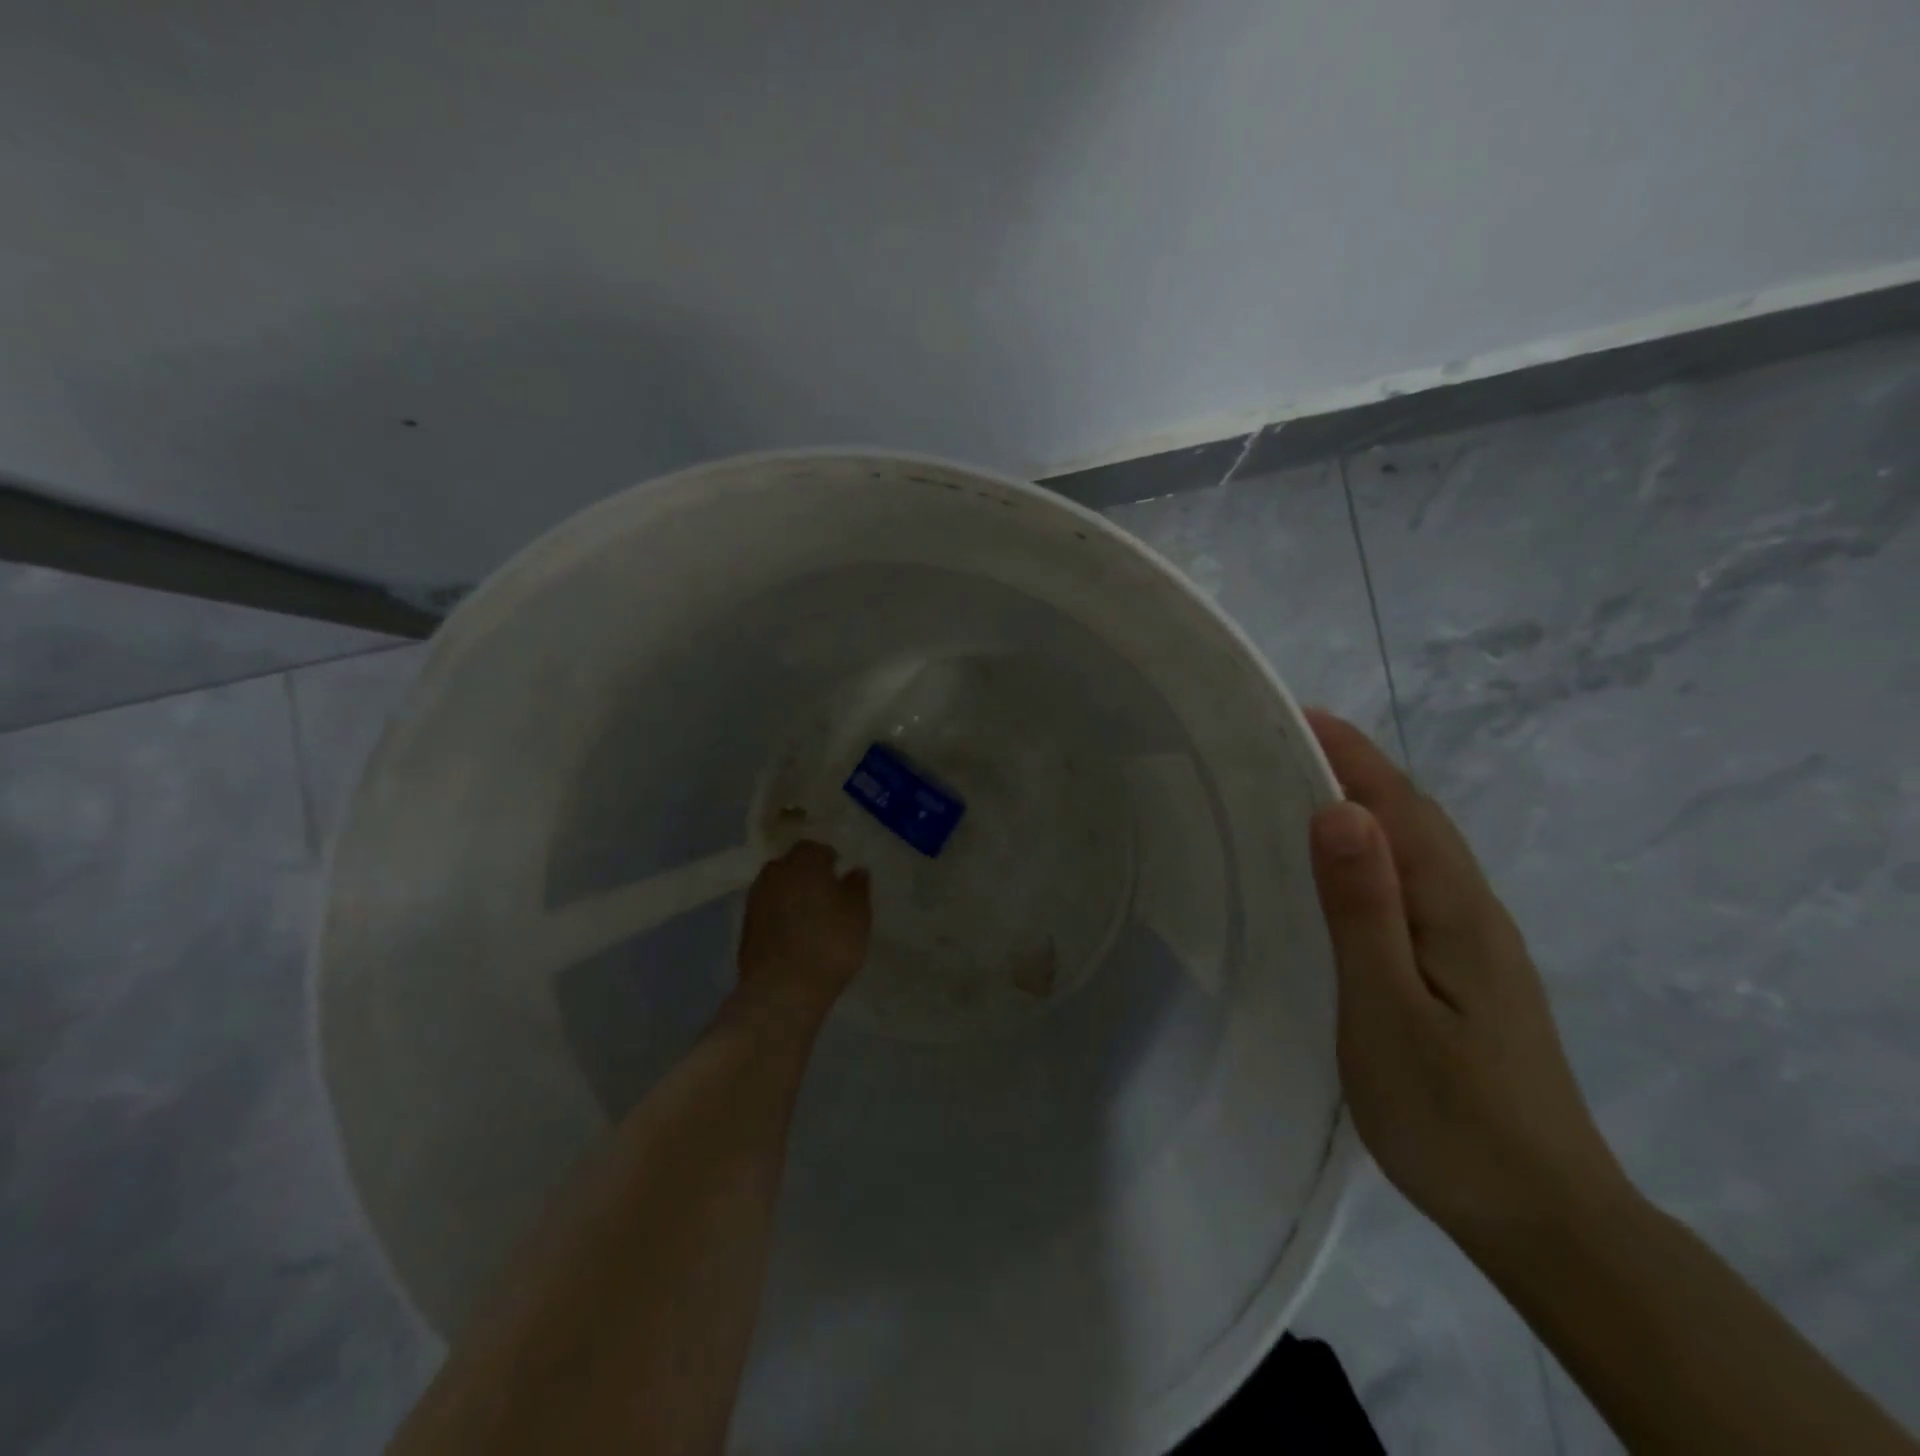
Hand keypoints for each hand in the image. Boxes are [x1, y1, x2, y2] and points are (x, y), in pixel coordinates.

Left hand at [736, 841, 871, 1021]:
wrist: (783, 989)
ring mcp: (755, 901)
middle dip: (805, 874)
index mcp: (803, 862)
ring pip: (776, 888)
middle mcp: (774, 874)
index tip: (839, 872)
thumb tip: (855, 870)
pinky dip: (779, 917)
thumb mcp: (858, 914)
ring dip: (790, 895)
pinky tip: (793, 935)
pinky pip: (767, 912)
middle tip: (824, 892)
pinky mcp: (745, 928)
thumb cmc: (830, 943)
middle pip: (790, 865)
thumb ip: (857, 888)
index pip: (814, 848)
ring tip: (809, 916)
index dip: (827, 858)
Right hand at [1304, 710, 1626, 1246]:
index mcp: (1454, 908)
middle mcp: (1473, 911)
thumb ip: (1364, 908)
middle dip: (1358, 767)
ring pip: (1420, 850)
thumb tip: (1340, 810)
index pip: (1399, 805)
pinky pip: (1417, 884)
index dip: (1352, 754)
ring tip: (1305, 790)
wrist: (1542, 1214)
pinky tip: (1347, 874)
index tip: (1297, 714)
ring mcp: (1476, 944)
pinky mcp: (1468, 973)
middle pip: (1416, 817)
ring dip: (1369, 806)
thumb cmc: (1449, 1110)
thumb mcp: (1387, 1007)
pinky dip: (1379, 852)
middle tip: (1287, 743)